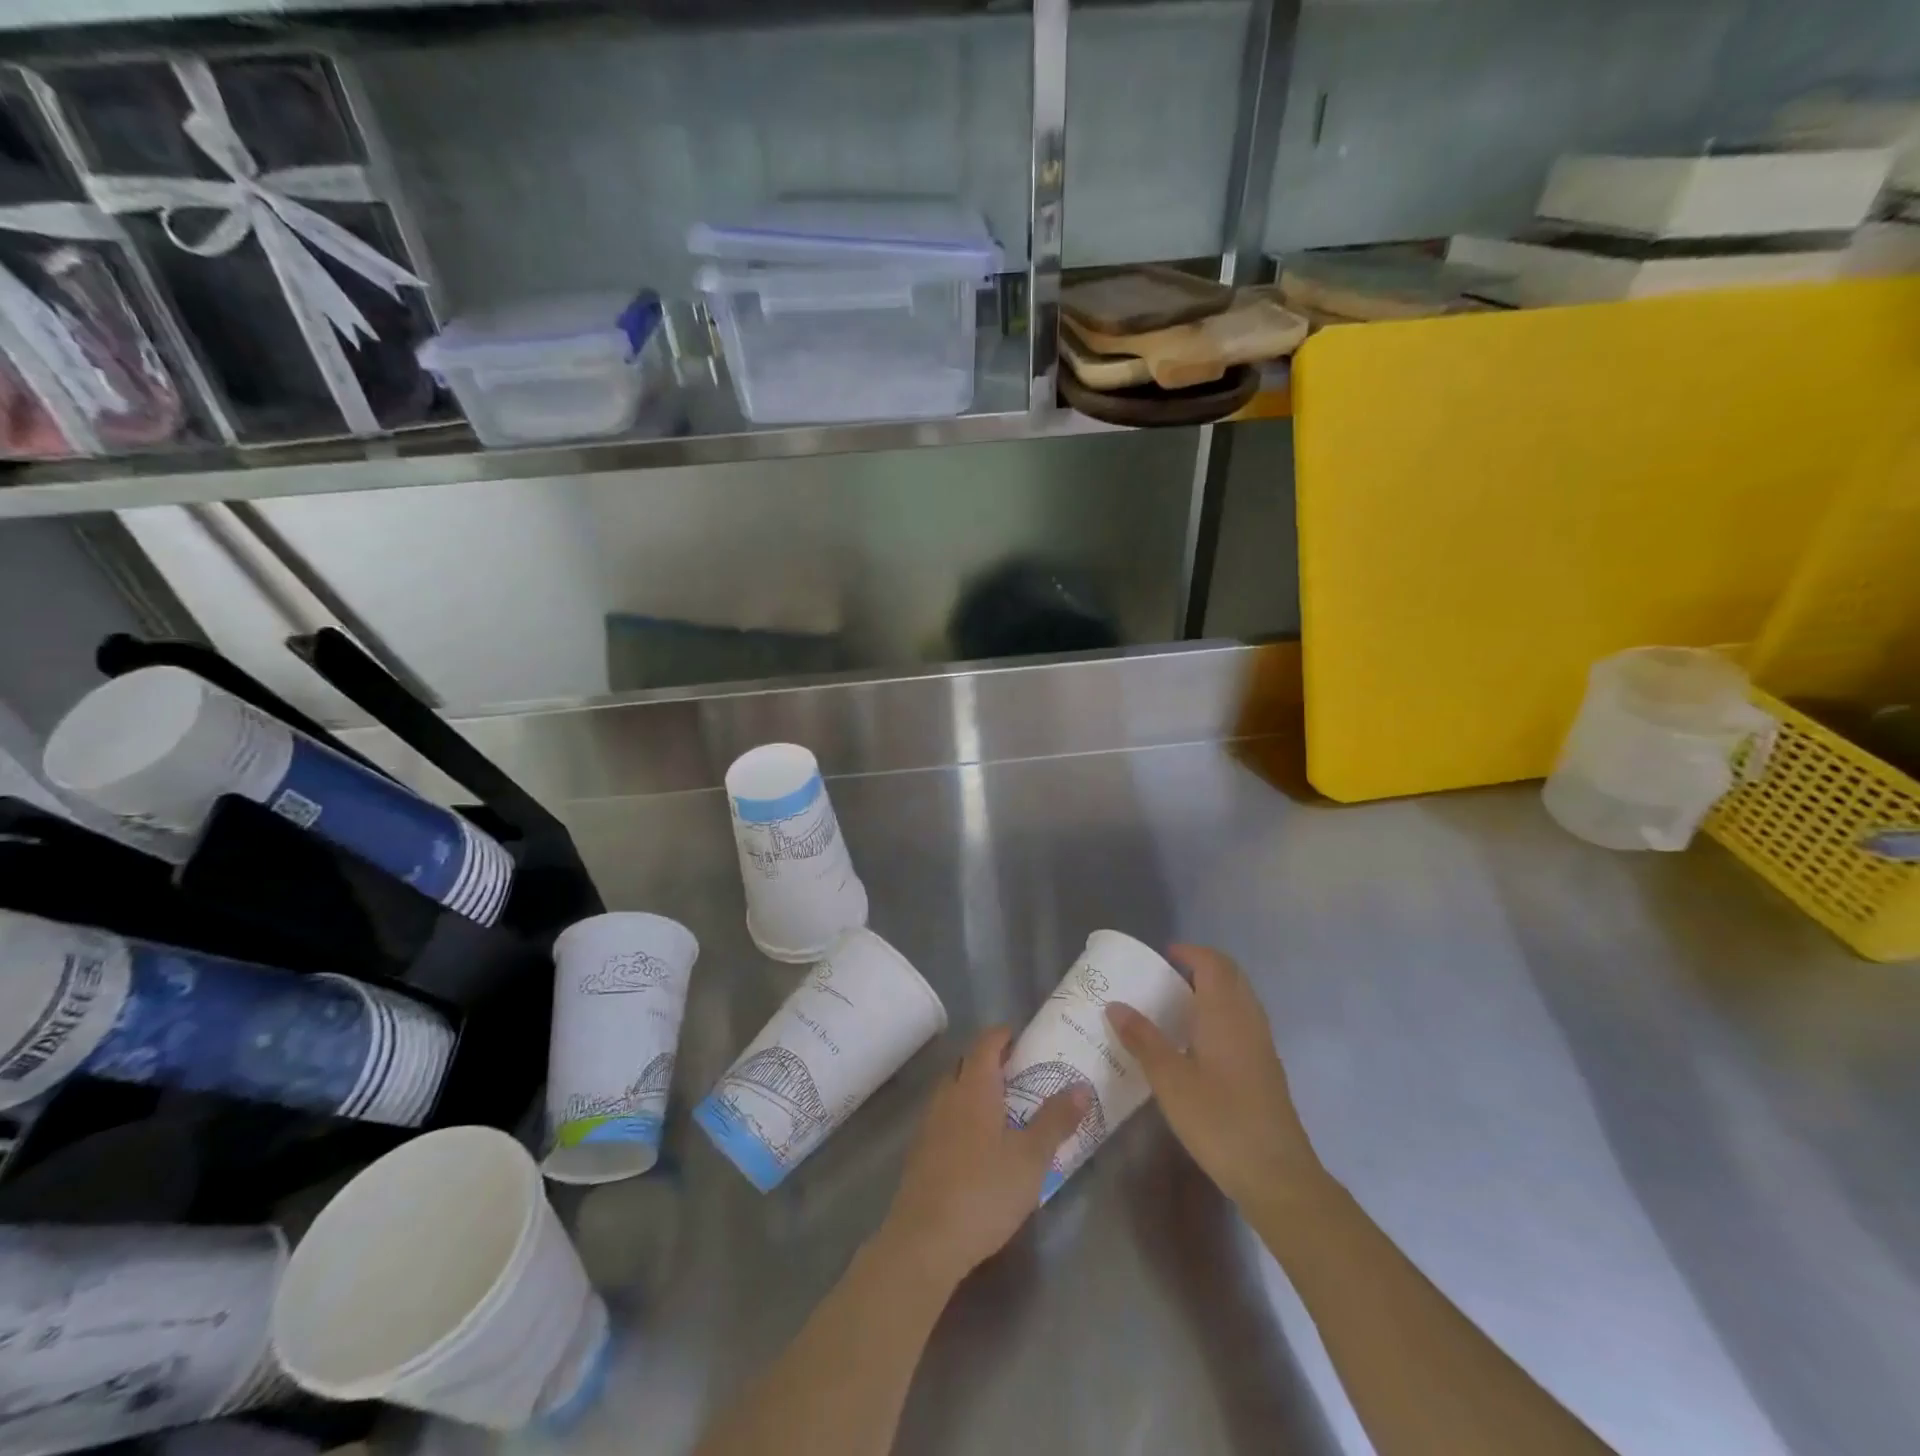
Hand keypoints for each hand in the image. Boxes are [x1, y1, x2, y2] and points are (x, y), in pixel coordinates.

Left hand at [878, 1027, 1088, 1286]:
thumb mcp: (1031, 1158)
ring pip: (952, 1091)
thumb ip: (1055, 1120)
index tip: (1021, 1036)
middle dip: (989, 1061)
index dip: (1002, 1035)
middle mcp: (947, 1097)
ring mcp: (929, 1124)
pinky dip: (963, 1116)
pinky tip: (979, 1144)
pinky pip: (944, 1118)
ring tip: (1004, 1107)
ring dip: (974, 1089)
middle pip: (965, 1064)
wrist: (925, 1241)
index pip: (985, 1044)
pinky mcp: (920, 1153)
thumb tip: (1081, 1086)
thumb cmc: (984, 1191)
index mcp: (973, 1088)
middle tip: (1019, 1072)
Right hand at [1106, 944, 1322, 1208]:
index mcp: (1226, 1014)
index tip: (1163, 954)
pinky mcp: (1266, 1069)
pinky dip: (1221, 1014)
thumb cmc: (1220, 1120)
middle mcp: (1248, 1021)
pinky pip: (1243, 1022)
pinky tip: (1198, 1042)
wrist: (1277, 1175)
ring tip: (1177, 1005)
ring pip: (1239, 1000)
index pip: (1213, 964)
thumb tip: (1115, 1005)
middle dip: (1202, 967)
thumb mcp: (1170, 1081)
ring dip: (1213, 991)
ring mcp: (1261, 1045)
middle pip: (1230, 977)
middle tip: (1167, 976)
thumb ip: (1143, 1040)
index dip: (1190, 952)